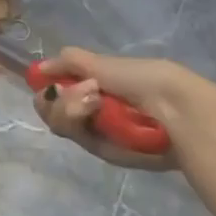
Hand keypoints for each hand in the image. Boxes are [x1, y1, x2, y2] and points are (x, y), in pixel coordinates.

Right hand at [33, 49, 215, 169]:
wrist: (175, 108)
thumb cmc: (142, 79)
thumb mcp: (102, 63)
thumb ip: (68, 62)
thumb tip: (39, 69)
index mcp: (93, 89)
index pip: (55, 92)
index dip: (49, 87)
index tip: (51, 80)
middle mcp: (92, 112)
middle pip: (51, 110)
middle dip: (60, 99)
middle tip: (85, 92)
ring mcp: (99, 134)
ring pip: (60, 124)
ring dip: (70, 108)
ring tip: (95, 102)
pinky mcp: (107, 153)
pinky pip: (79, 139)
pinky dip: (82, 122)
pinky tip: (97, 111)